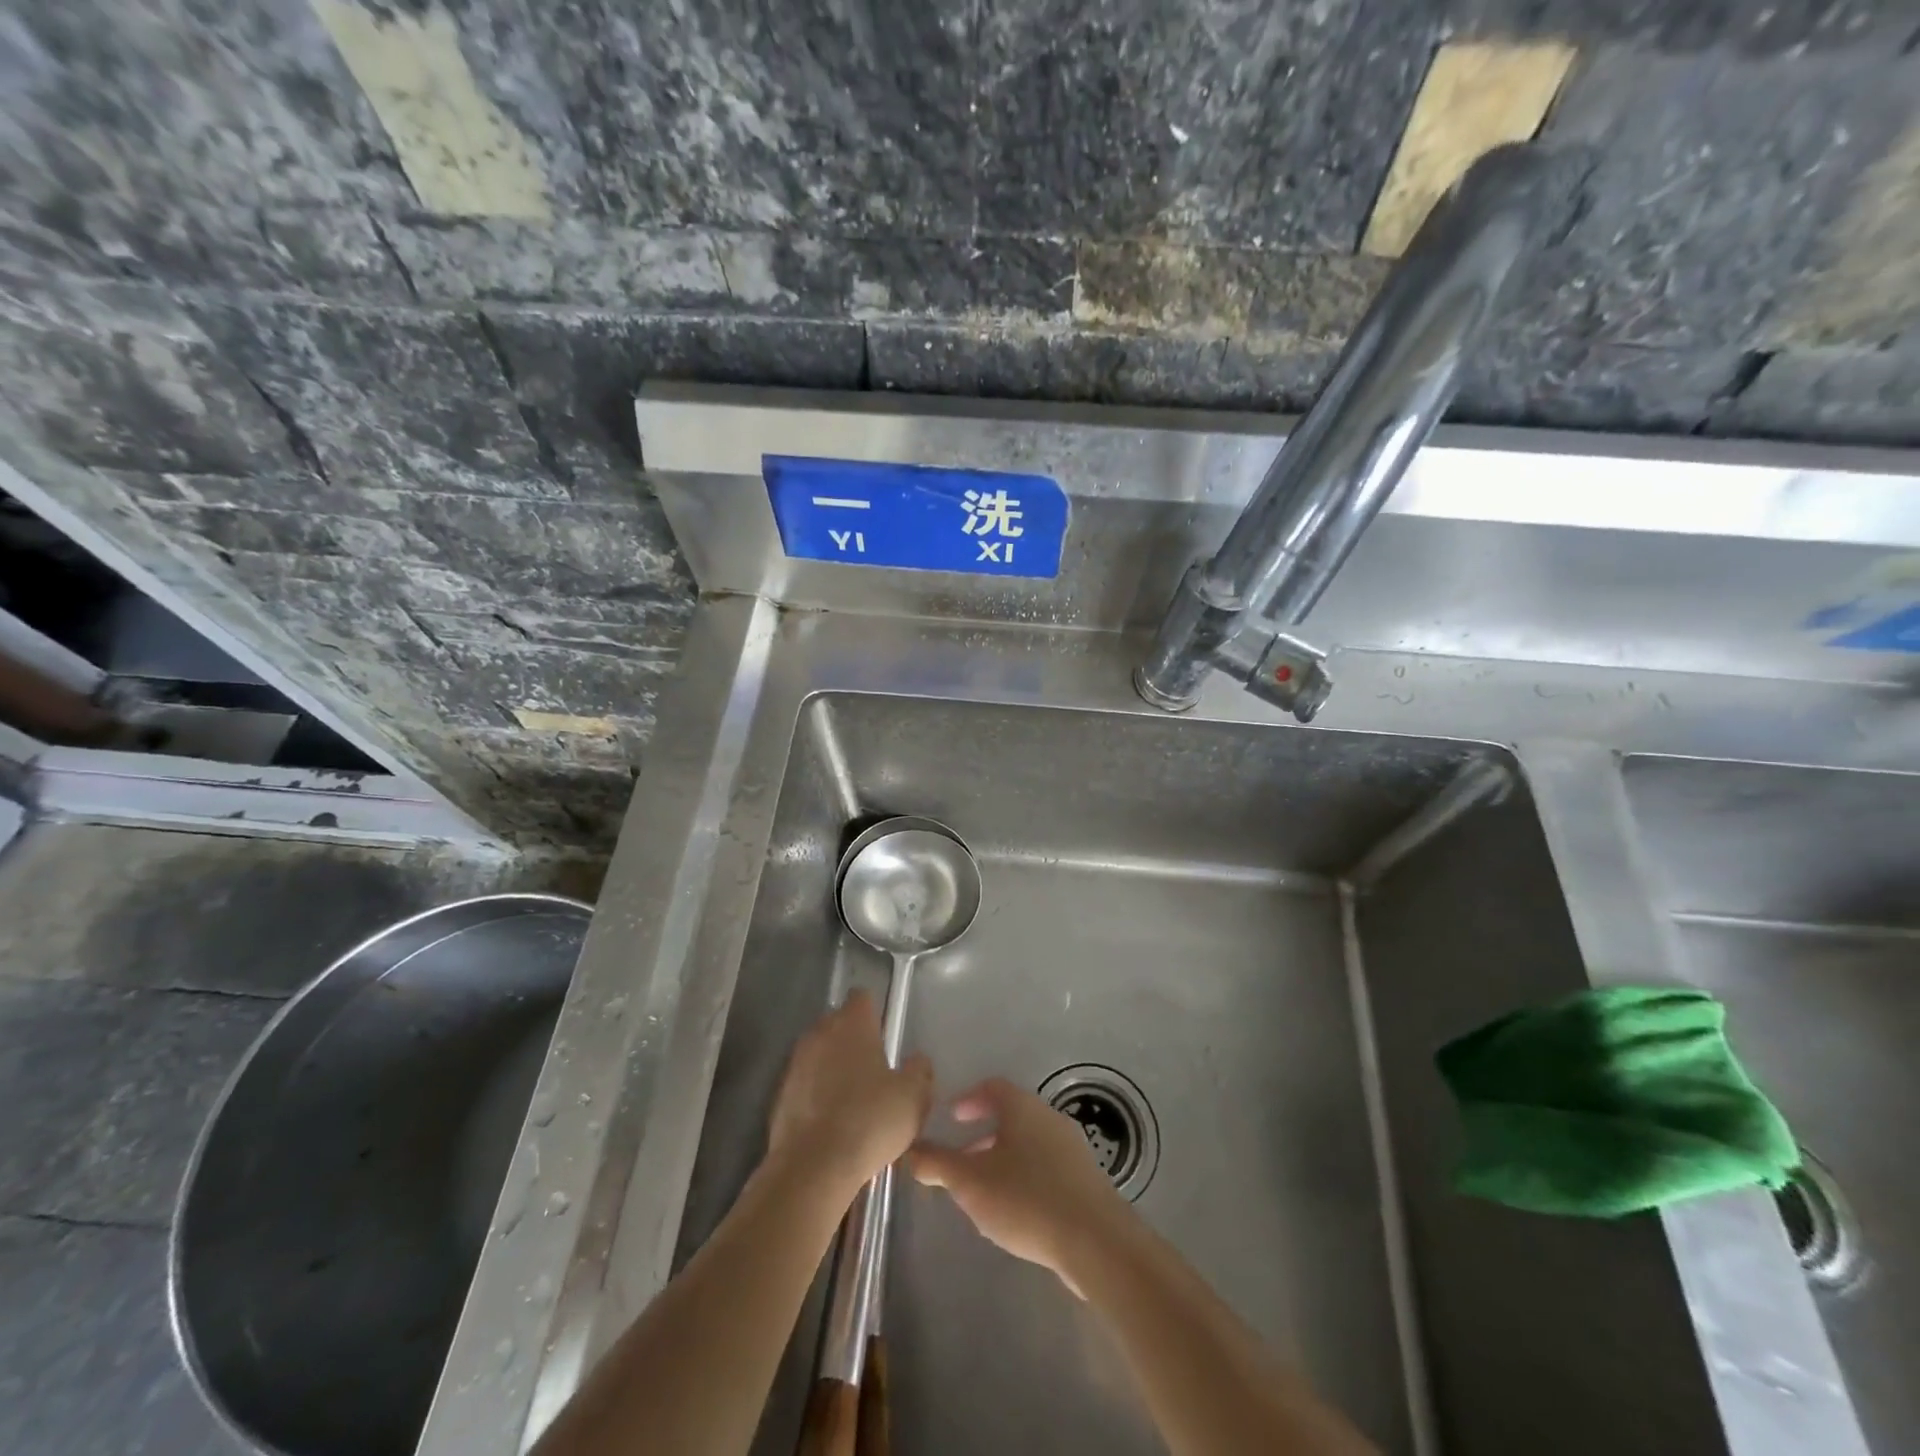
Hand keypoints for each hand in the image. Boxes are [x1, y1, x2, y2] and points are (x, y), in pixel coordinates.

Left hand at [766, 990, 932, 1203]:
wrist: (812, 1168)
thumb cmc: (869, 1121)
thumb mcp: (913, 1098)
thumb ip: (919, 1071)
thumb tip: (917, 1060)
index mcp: (852, 1024)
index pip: (862, 997)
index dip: (874, 1012)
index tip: (885, 1034)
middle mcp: (820, 1033)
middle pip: (837, 1022)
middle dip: (852, 1038)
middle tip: (873, 1067)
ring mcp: (796, 1063)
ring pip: (819, 1052)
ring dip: (832, 1066)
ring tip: (852, 1097)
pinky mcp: (780, 1094)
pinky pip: (804, 1083)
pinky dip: (816, 1093)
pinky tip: (831, 1120)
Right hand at [910, 1077, 1131, 1295]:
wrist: (1096, 1241)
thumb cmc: (1026, 1199)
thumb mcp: (970, 1182)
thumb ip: (937, 1164)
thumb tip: (910, 1150)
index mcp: (1022, 1107)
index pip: (993, 1088)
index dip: (969, 1099)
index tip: (952, 1117)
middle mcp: (1049, 1118)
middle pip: (1012, 1117)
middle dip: (983, 1136)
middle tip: (961, 1160)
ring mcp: (1072, 1149)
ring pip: (1029, 1144)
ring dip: (1004, 1160)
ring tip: (984, 1192)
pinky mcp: (1086, 1181)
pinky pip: (1047, 1168)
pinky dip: (1026, 1178)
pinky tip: (1017, 1213)